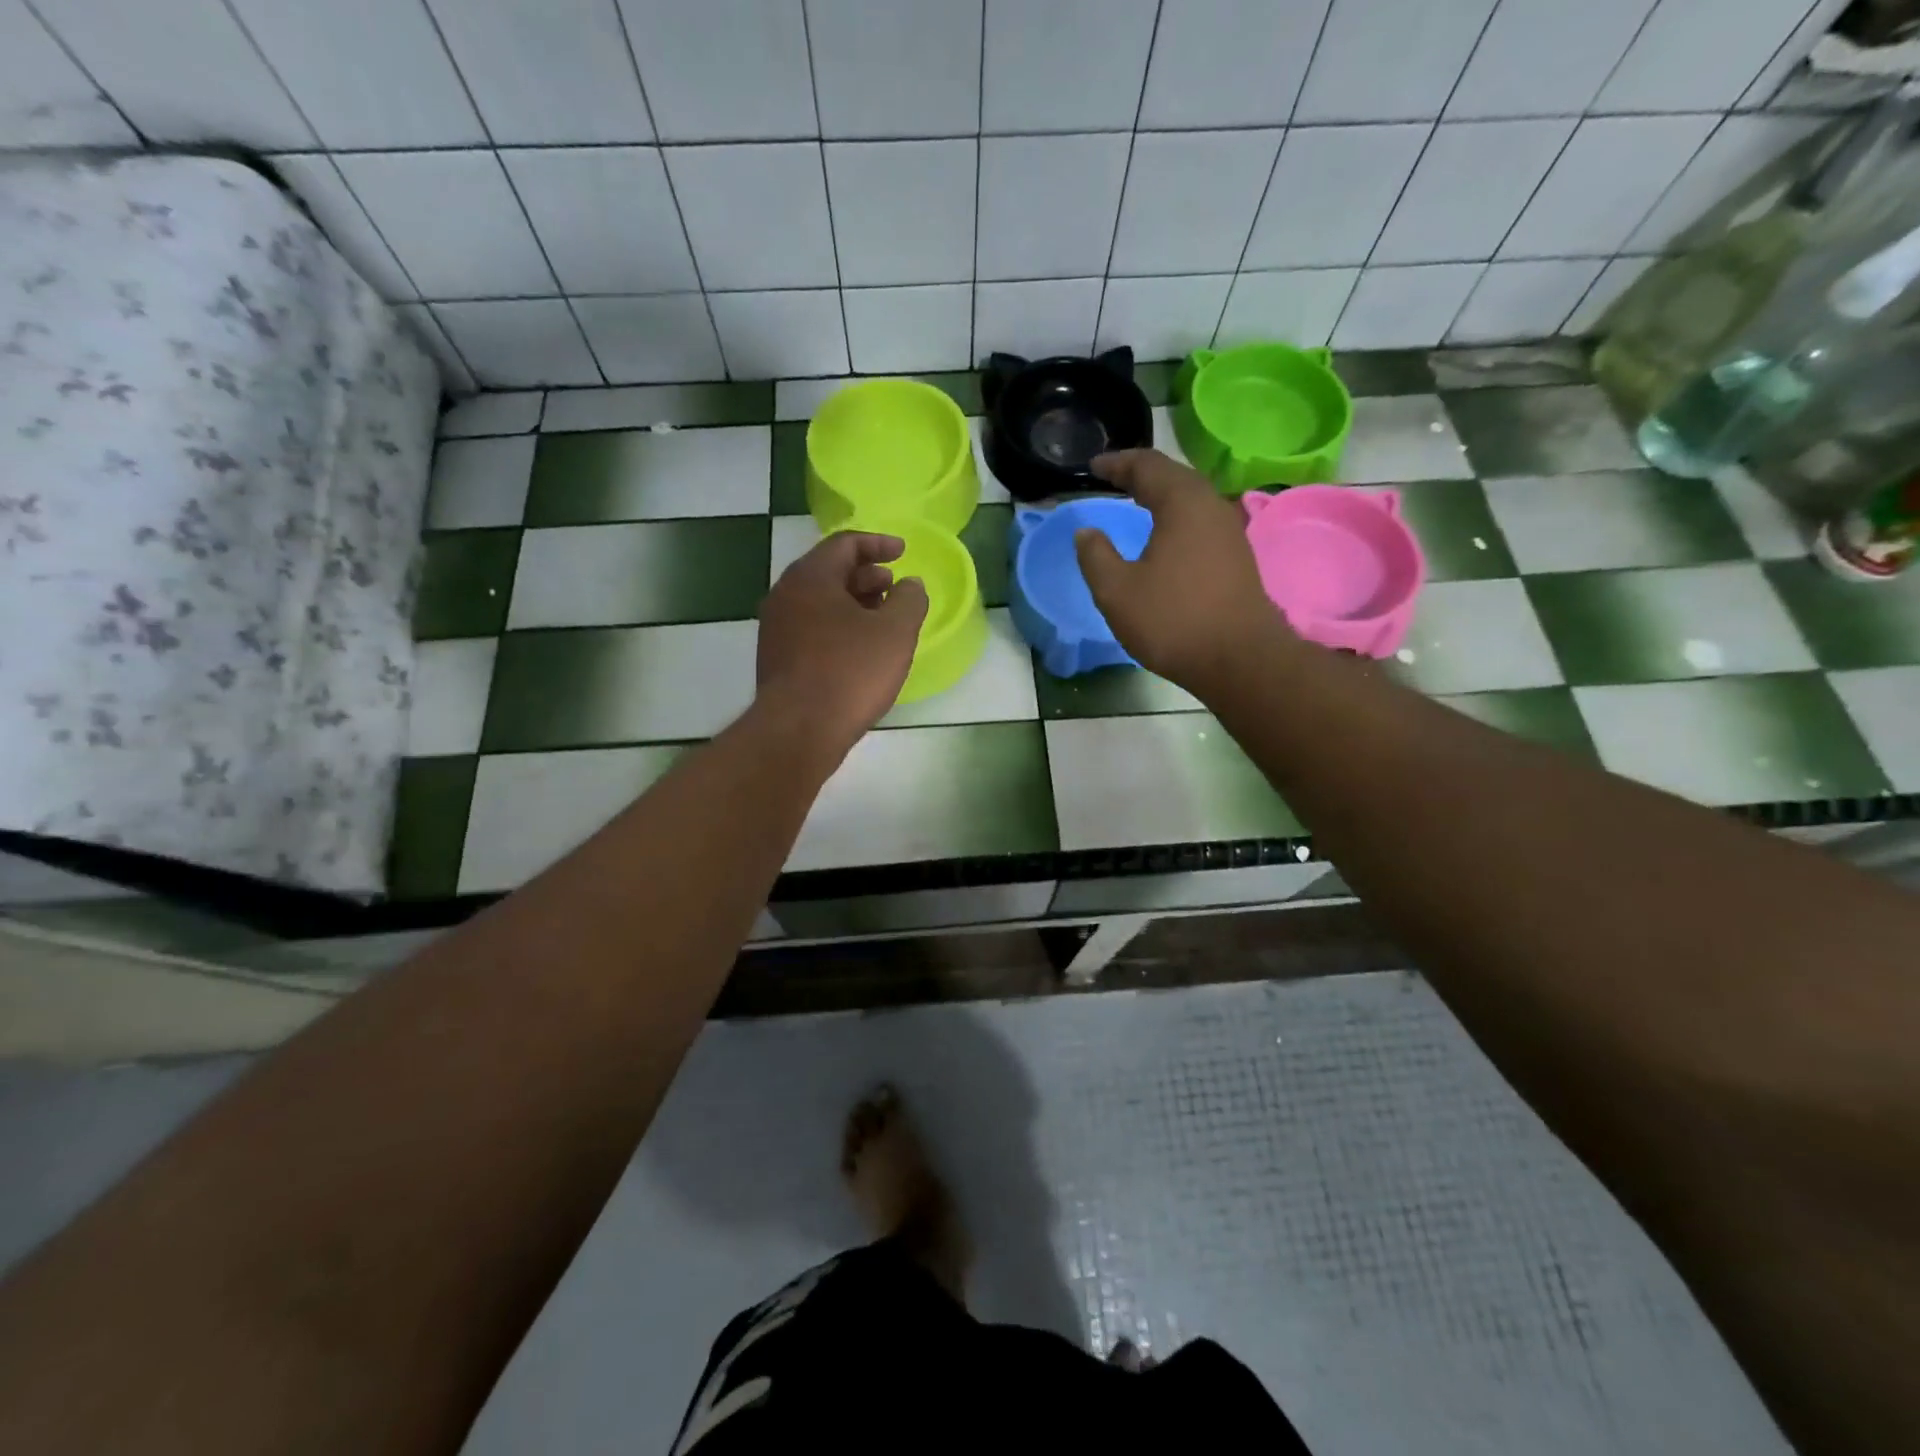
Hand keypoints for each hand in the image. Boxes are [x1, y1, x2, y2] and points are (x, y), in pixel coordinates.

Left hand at [756, 530, 927, 759]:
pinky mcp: (776, 658)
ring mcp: (776, 628)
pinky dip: (838, 626)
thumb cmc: (850, 672)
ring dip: (853, 602)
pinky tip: (859, 650)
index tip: (903, 552)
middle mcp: (786, 594)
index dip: (878, 544)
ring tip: (882, 619)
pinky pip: (811, 628)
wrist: (798, 730)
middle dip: (866, 575)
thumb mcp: (895, 632)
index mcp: (811, 577)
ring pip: (819, 602)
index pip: (845, 544)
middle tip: (894, 587)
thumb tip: (910, 584)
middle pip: (829, 571)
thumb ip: (909, 600)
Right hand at [1074, 449, 1290, 691]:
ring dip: (1162, 494)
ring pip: (1191, 498)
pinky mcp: (1237, 556)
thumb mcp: (1117, 591)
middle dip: (1141, 474)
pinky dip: (1176, 516)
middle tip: (1113, 479)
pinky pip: (1200, 520)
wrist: (1239, 660)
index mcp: (1182, 503)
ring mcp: (1229, 531)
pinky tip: (1164, 536)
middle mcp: (1211, 506)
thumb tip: (1085, 532)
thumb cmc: (1173, 620)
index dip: (1116, 463)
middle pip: (1174, 475)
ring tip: (1136, 502)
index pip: (1146, 466)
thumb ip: (1095, 556)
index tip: (1093, 467)